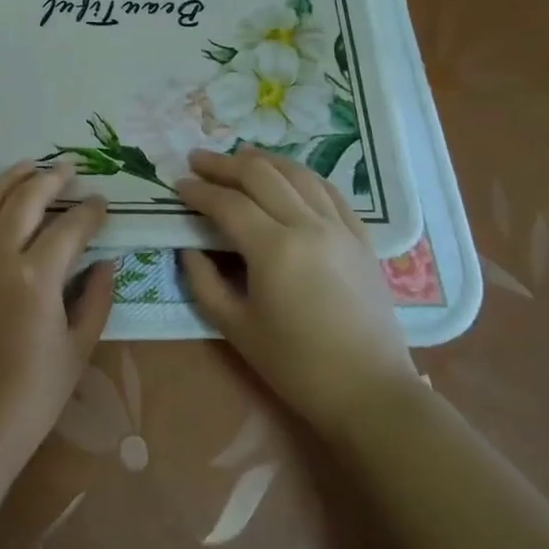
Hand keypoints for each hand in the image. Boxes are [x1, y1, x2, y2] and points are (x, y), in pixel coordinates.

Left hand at [0, 162, 114, 475]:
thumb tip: (107, 262)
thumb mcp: (78, 349)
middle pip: (24, 201)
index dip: (90, 212)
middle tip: (67, 169)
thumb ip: (96, 299)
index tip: (102, 203)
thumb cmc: (33, 395)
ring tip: (27, 167)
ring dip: (8, 181)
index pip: (69, 228)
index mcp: (37, 278)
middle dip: (49, 179)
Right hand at [176, 146, 417, 432]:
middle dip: (224, 164)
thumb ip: (204, 282)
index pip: (228, 204)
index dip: (199, 191)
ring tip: (238, 156)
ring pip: (297, 174)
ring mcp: (340, 227)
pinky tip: (287, 175)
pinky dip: (301, 176)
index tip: (178, 184)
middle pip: (261, 176)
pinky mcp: (361, 237)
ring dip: (263, 160)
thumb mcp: (236, 328)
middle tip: (198, 160)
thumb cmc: (296, 366)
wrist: (370, 392)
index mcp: (274, 249)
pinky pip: (328, 191)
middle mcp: (308, 226)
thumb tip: (189, 248)